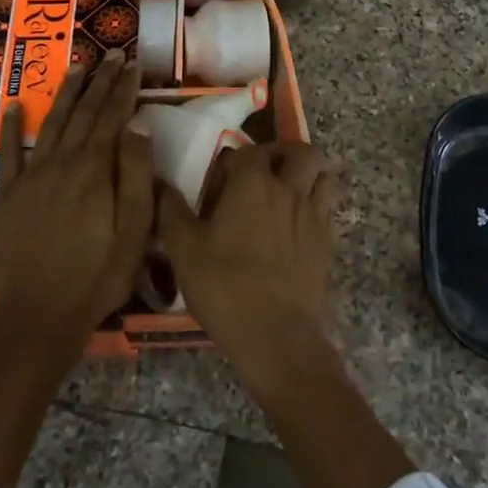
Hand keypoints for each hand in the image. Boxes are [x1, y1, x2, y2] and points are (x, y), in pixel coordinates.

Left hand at [0, 49, 152, 359]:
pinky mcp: (8, 196)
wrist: (40, 314)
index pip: (113, 117)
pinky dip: (11, 128)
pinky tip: (14, 107)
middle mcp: (62, 162)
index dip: (124, 89)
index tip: (132, 65)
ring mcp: (31, 177)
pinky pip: (8, 153)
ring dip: (65, 94)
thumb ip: (136, 173)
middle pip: (84, 113)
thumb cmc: (98, 274)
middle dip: (100, 81)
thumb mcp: (135, 229)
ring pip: (51, 124)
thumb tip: (136, 126)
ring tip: (77, 68)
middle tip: (111, 55)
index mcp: (95, 169)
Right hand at [156, 141, 338, 386]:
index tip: (219, 186)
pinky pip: (328, 206)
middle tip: (262, 175)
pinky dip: (316, 203)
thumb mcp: (184, 250)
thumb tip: (158, 183)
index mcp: (253, 184)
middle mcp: (289, 189)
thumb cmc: (225, 288)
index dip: (232, 163)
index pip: (247, 151)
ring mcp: (314, 214)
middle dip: (282, 155)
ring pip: (323, 174)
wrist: (276, 336)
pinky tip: (296, 225)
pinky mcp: (328, 240)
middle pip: (301, 151)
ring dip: (307, 175)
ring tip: (286, 193)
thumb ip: (171, 211)